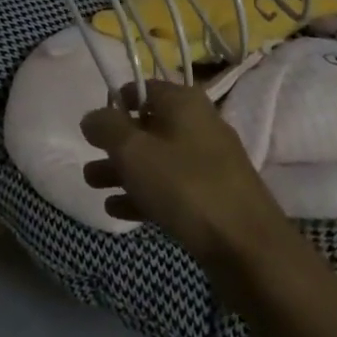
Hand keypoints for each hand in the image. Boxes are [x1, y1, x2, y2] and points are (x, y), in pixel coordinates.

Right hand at [81, 79, 292, 263]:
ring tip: (94, 187)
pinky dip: (144, 194)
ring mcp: (209, 162)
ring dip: (124, 171)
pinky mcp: (213, 196)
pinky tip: (117, 210)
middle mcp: (198, 124)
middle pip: (147, 127)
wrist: (248, 248)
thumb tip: (91, 117)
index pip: (142, 88)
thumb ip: (106, 128)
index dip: (115, 104)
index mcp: (184, 102)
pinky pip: (171, 187)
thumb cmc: (185, 186)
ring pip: (156, 159)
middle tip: (89, 163)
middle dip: (115, 145)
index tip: (94, 127)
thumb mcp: (133, 151)